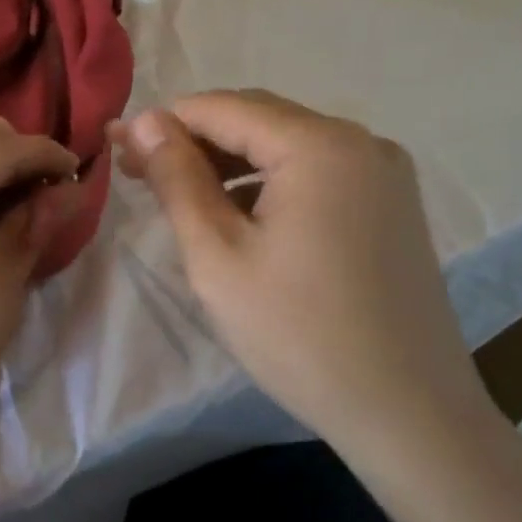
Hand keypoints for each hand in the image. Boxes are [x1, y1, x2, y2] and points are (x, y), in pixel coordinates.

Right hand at [113, 91, 495, 458]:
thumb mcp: (216, 255)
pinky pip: (315, 171)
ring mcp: (384, 172)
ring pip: (285, 145)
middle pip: (257, 119)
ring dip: (228, 162)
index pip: (222, 108)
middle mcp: (361, 141)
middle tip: (137, 173)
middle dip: (193, 141)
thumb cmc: (297, 334)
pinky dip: (267, 182)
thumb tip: (142, 121)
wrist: (407, 412)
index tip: (115, 149)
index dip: (162, 123)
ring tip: (179, 197)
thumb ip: (177, 179)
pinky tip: (238, 215)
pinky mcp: (391, 203)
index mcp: (319, 146)